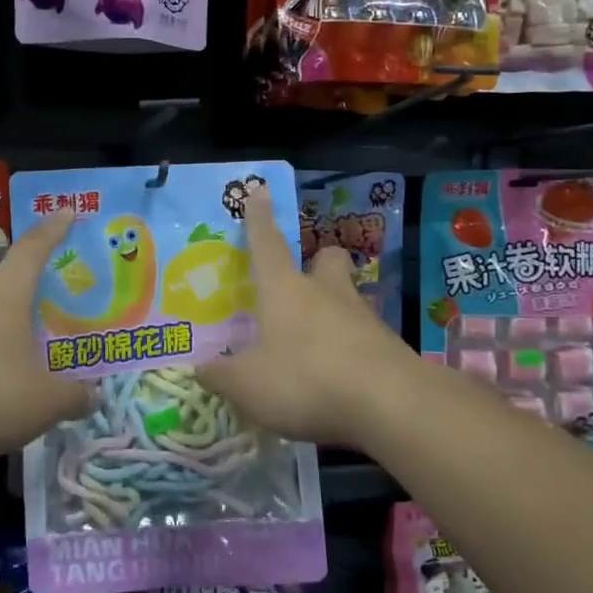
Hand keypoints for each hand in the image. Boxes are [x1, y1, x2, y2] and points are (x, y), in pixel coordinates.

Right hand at [197, 185, 415, 445]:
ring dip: (331, 312)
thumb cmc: (305, 378)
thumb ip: (221, 375)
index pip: (266, 243)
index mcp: (285, 289)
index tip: (260, 189)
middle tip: (302, 284)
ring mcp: (362, 317)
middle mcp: (325, 292)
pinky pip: (362, 338)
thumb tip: (202, 368)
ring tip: (312, 348)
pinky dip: (348, 351)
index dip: (258, 217)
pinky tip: (336, 381)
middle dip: (316, 262)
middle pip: (326, 260)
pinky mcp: (387, 347)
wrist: (390, 403)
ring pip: (347, 299)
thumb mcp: (247, 385)